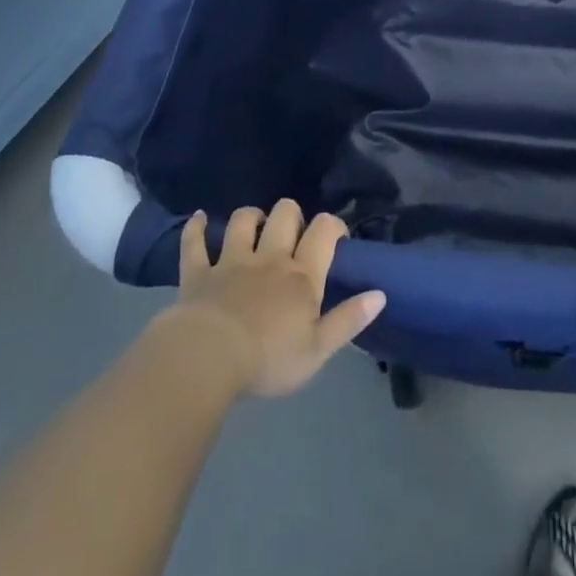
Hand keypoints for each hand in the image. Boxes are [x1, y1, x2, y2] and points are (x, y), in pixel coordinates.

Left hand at [159, 200, 385, 398]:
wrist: (206, 360)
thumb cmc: (267, 359)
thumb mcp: (318, 350)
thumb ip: (349, 320)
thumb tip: (380, 293)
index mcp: (301, 275)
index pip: (324, 231)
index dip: (333, 225)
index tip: (336, 237)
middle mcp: (269, 258)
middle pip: (284, 215)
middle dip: (291, 215)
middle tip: (292, 234)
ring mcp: (231, 261)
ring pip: (243, 221)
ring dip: (250, 217)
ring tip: (254, 225)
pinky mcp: (198, 273)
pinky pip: (195, 243)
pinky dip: (196, 228)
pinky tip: (199, 218)